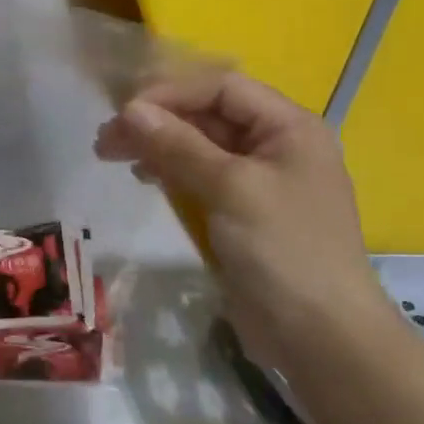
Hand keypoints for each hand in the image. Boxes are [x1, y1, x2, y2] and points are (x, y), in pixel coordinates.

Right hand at [95, 70, 395, 371]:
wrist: (318, 334)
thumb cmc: (283, 249)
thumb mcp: (230, 188)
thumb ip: (179, 145)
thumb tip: (129, 110)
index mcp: (289, 128)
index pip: (221, 88)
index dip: (170, 94)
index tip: (122, 113)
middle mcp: (275, 147)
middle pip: (207, 116)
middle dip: (156, 122)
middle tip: (105, 140)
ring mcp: (257, 183)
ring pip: (198, 148)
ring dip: (156, 146)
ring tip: (112, 155)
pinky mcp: (240, 215)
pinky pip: (199, 179)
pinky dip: (169, 173)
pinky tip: (144, 177)